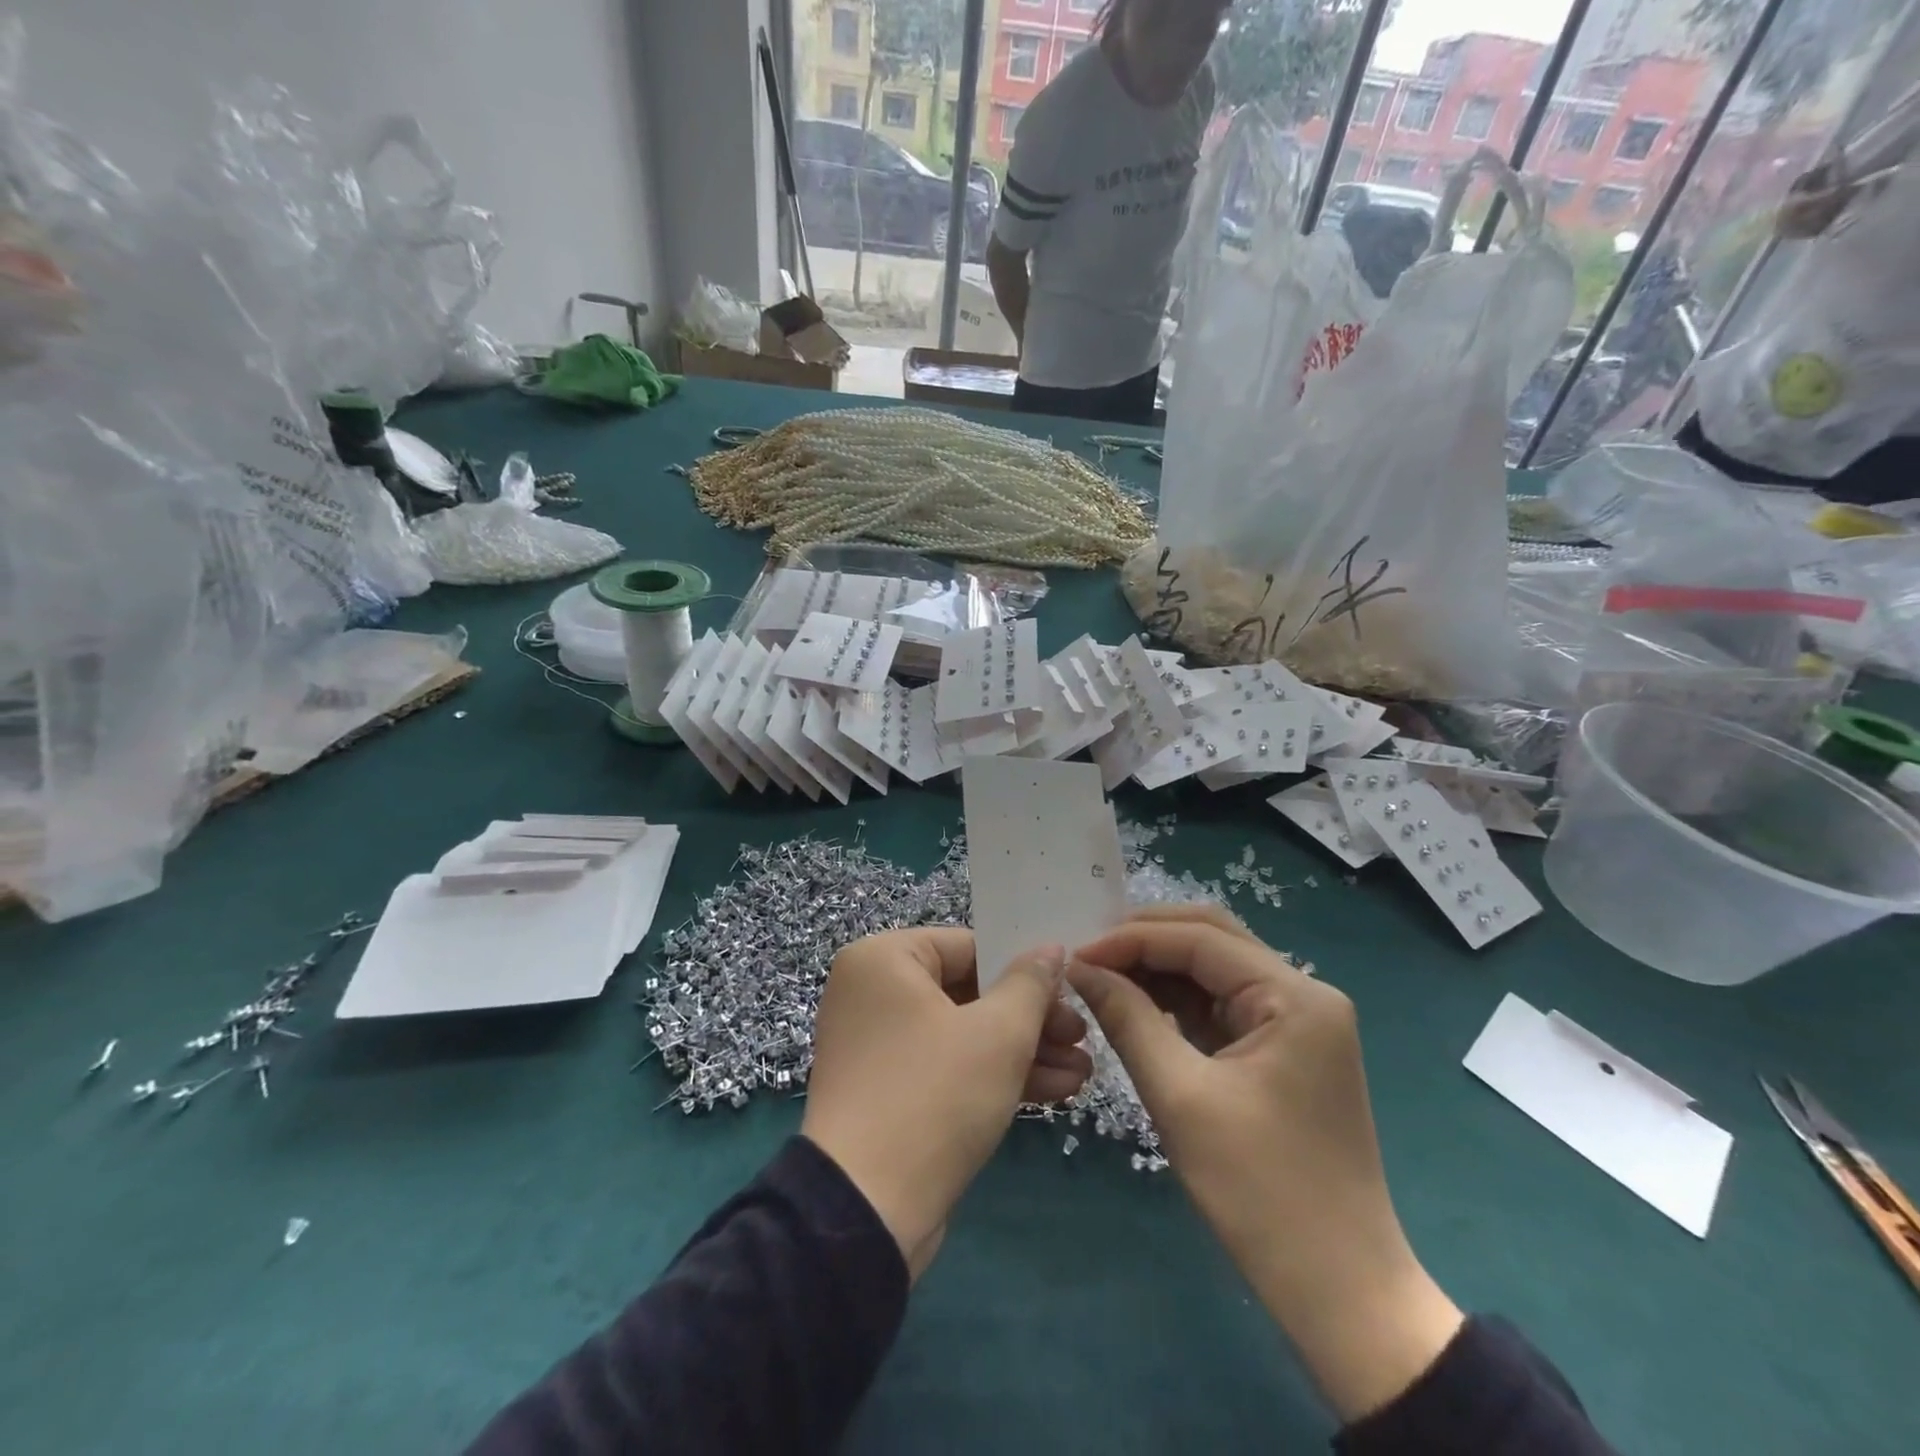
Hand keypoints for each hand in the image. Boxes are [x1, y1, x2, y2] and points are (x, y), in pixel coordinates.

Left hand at [803, 929, 1091, 1280]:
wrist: (866, 1212)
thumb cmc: (934, 1096)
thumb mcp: (997, 1034)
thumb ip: (1030, 984)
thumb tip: (1051, 948)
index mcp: (883, 959)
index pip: (969, 946)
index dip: (1025, 968)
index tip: (1071, 991)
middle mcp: (873, 992)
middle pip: (968, 991)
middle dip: (1031, 1018)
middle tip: (1081, 1036)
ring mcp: (877, 1044)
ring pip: (963, 1032)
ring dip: (1022, 1051)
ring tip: (1082, 1071)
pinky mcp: (888, 1090)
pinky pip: (947, 1065)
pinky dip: (993, 1074)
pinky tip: (1056, 1091)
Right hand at [1069, 906, 1462, 1422]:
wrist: (1341, 1292)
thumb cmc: (1260, 1192)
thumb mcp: (1180, 1097)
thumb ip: (1128, 1018)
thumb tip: (1080, 967)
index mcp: (1295, 996)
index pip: (1200, 939)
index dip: (1131, 939)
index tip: (1075, 956)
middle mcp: (1304, 994)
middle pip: (1213, 938)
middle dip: (1146, 940)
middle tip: (1088, 957)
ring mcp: (1298, 1021)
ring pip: (1216, 968)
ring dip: (1159, 967)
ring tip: (1103, 977)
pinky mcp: (1285, 1049)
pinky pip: (1223, 1004)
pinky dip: (1178, 999)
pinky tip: (1138, 1004)